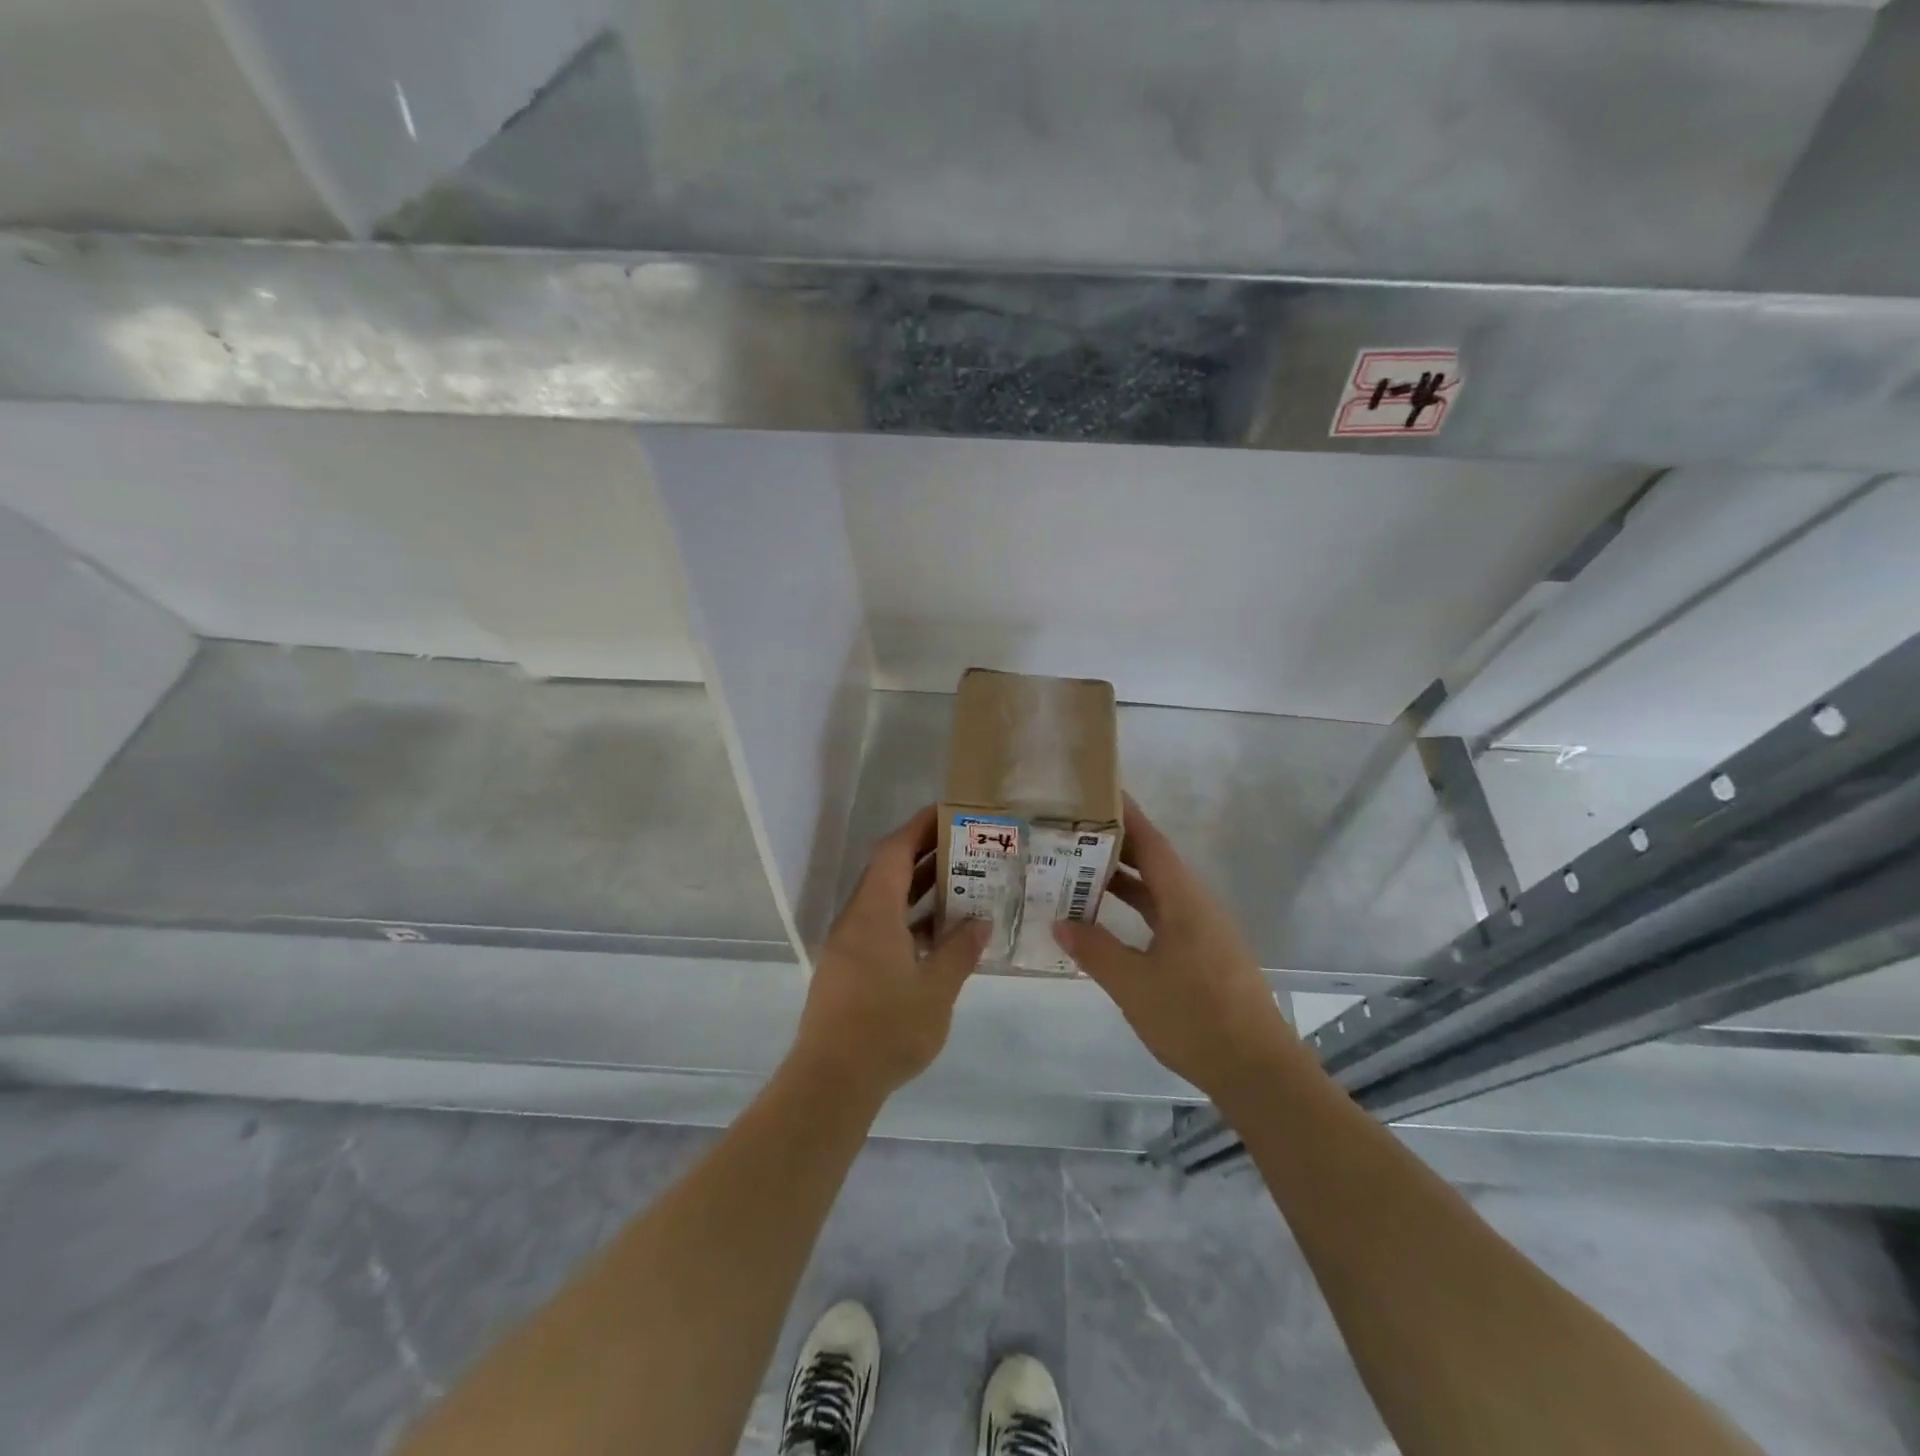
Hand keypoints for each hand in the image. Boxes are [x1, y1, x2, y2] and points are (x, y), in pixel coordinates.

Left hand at [788, 806, 990, 1102]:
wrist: (832, 1081)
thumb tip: (981, 921)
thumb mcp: (936, 989)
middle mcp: (857, 920)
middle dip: (924, 855)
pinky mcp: (849, 969)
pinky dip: (909, 920)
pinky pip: (881, 927)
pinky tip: (939, 934)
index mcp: (873, 913)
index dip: (919, 827)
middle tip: (966, 846)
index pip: (894, 852)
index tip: (948, 813)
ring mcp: (850, 945)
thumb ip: (960, 950)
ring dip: (918, 890)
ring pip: (885, 902)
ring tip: (961, 883)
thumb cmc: (886, 1028)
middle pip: (888, 872)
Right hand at [1054, 797, 1296, 1101]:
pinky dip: (1136, 910)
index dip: (1126, 815)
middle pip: (1155, 863)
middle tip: (1071, 833)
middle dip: (1116, 846)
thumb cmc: (1194, 1019)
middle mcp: (1198, 906)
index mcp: (1185, 901)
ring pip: (1159, 892)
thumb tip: (1060, 921)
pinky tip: (1110, 923)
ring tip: (1080, 872)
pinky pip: (1165, 916)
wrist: (1257, 1071)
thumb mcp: (1134, 984)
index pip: (1152, 843)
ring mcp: (1205, 931)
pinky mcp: (1207, 955)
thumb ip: (1095, 950)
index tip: (1097, 792)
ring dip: (1124, 881)